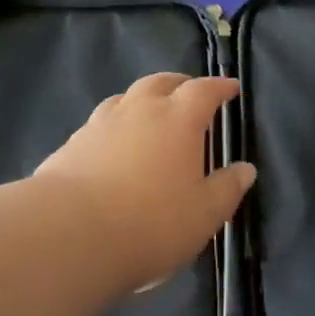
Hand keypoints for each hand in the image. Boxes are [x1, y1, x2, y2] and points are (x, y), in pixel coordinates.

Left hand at [35, 72, 255, 291]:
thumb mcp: (203, 215)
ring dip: (142, 100)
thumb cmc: (150, 222)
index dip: (219, 86)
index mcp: (178, 118)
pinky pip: (100, 123)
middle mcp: (140, 109)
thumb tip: (245, 168)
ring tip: (149, 114)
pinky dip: (114, 126)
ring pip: (126, 97)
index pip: (204, 90)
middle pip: (161, 82)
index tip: (230, 88)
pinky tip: (112, 146)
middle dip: (179, 84)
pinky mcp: (72, 143)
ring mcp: (101, 123)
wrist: (69, 233)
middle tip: (189, 92)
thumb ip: (227, 189)